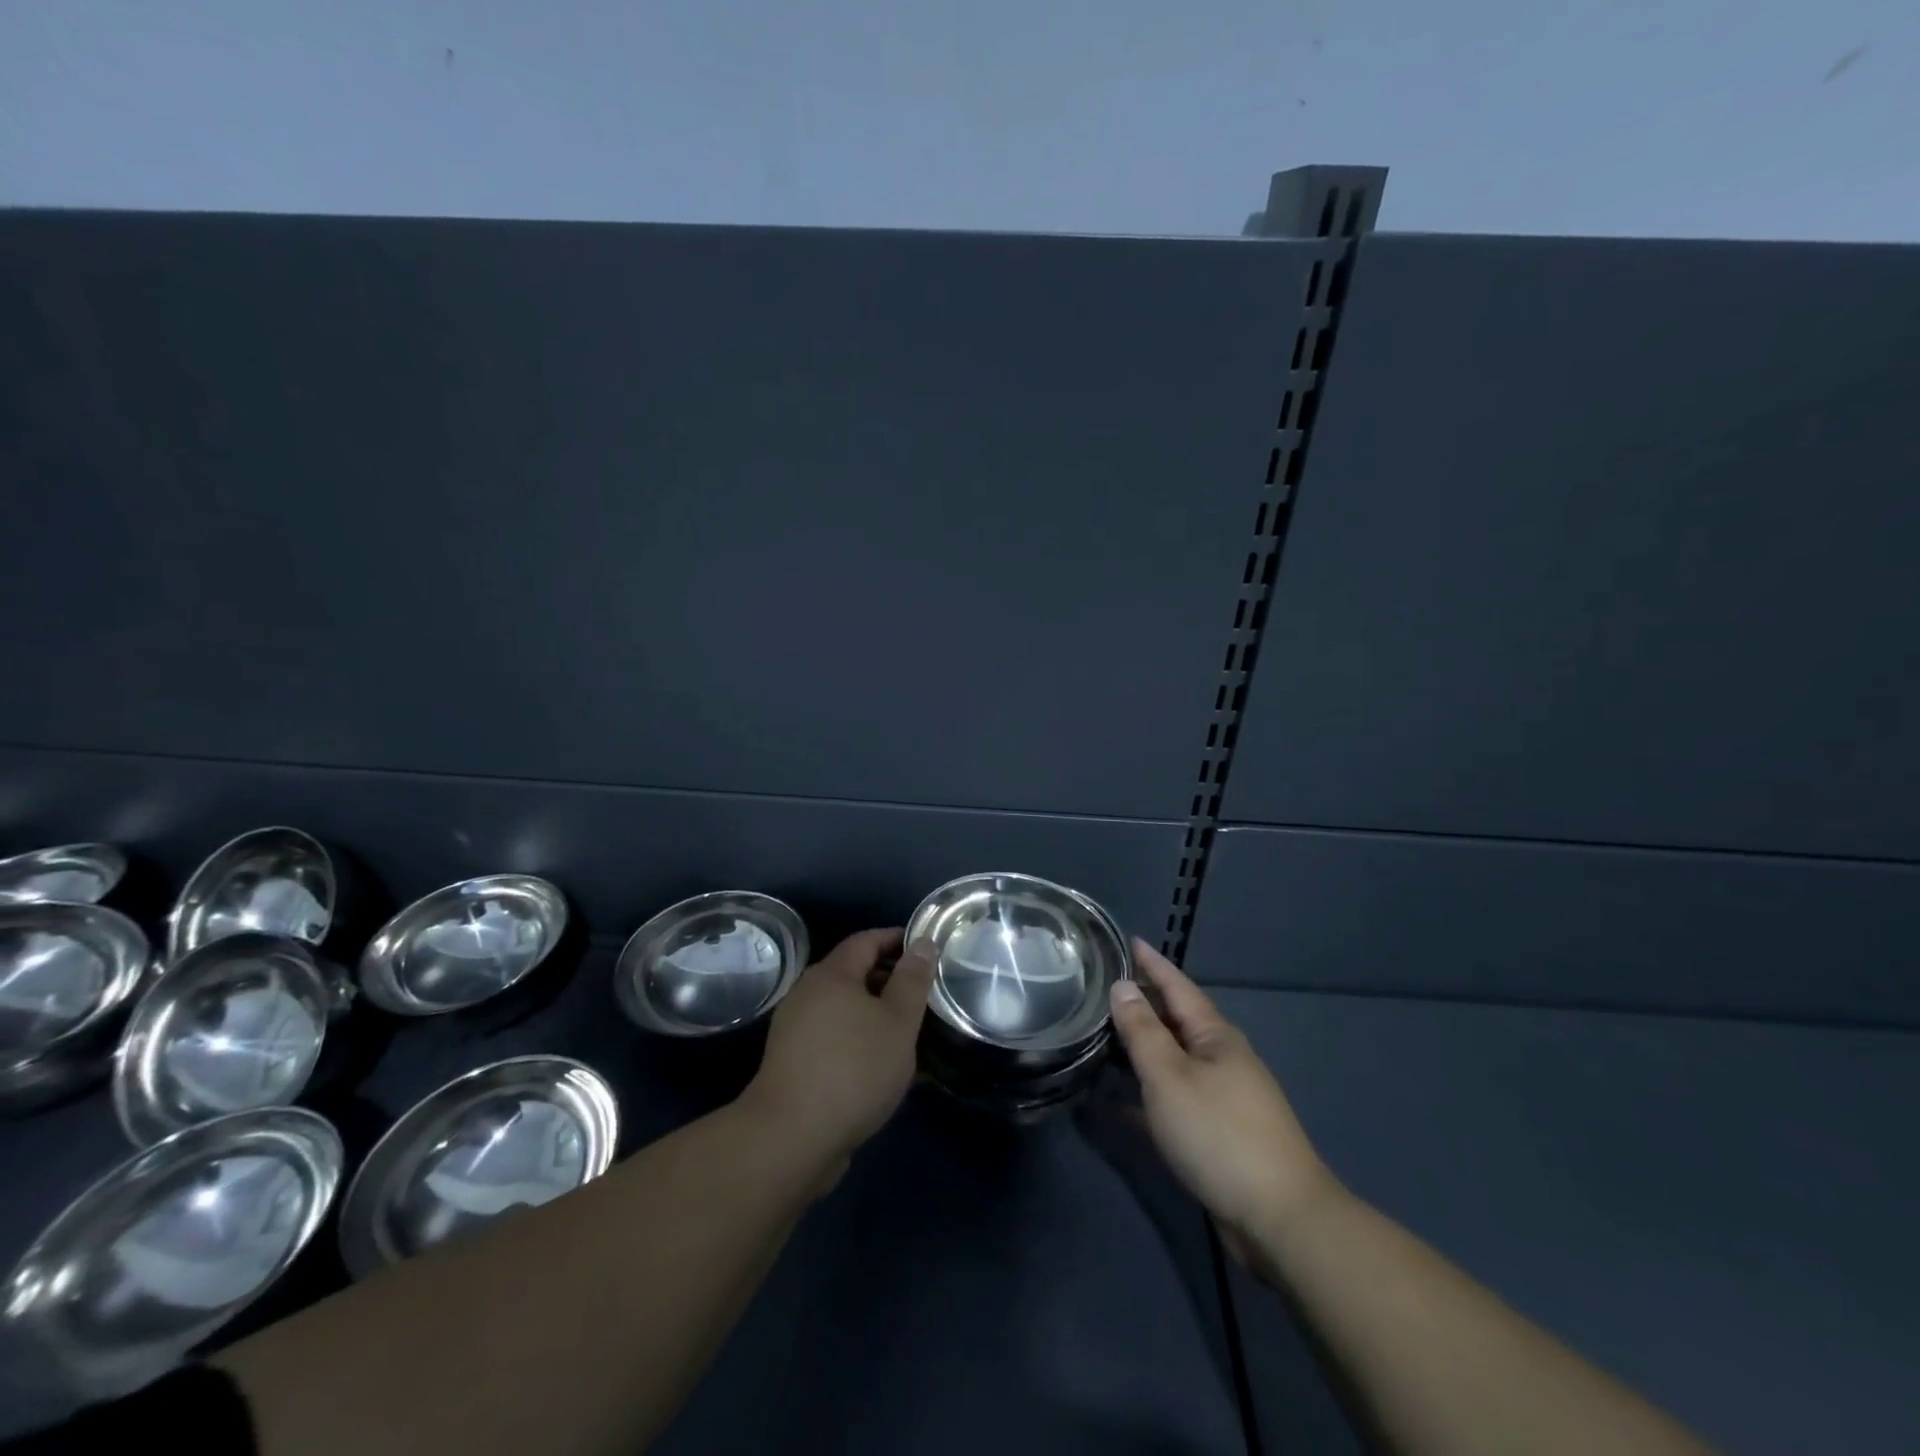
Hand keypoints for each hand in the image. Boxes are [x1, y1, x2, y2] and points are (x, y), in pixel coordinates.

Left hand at [741, 928, 933, 1169]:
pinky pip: (833, 1036)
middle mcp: (807, 993)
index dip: (897, 939)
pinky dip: (858, 1037)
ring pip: (843, 1007)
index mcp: (831, 975)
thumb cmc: (853, 1069)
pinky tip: (878, 1063)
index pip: (866, 940)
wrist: (790, 1139)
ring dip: (874, 1011)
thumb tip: (923, 943)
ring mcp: (795, 1029)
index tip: (926, 949)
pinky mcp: (792, 1062)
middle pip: (852, 972)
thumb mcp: (898, 1022)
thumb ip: (912, 980)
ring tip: (907, 1030)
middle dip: (888, 977)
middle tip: (923, 992)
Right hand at [1109, 939, 1336, 1264]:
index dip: (1153, 963)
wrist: (1279, 1219)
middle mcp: (1220, 1060)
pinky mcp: (1214, 1135)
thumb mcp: (1170, 1076)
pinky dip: (1142, 1098)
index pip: (1177, 986)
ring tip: (1100, 1037)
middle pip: (1174, 1022)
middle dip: (1142, 1004)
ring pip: (1171, 1062)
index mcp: (1215, 1036)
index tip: (1128, 940)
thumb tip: (1123, 986)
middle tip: (1101, 988)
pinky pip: (1170, 1102)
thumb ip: (1142, 1030)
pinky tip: (1112, 1104)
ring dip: (1139, 1050)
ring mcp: (1220, 1098)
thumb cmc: (1219, 1133)